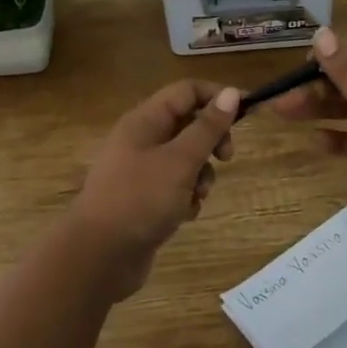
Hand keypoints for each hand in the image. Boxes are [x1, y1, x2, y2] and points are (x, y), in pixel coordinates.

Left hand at [68, 80, 239, 279]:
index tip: (247, 115)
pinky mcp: (144, 199)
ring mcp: (141, 171)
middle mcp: (141, 140)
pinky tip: (184, 215)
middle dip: (211, 141)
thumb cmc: (140, 200)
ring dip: (201, 175)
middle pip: (188, 124)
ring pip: (185, 159)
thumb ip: (207, 127)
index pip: (187, 91)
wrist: (99, 256)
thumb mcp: (180, 161)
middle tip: (226, 158)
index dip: (217, 97)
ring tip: (197, 196)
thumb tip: (231, 93)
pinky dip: (186, 197)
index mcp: (144, 121)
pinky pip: (175, 187)